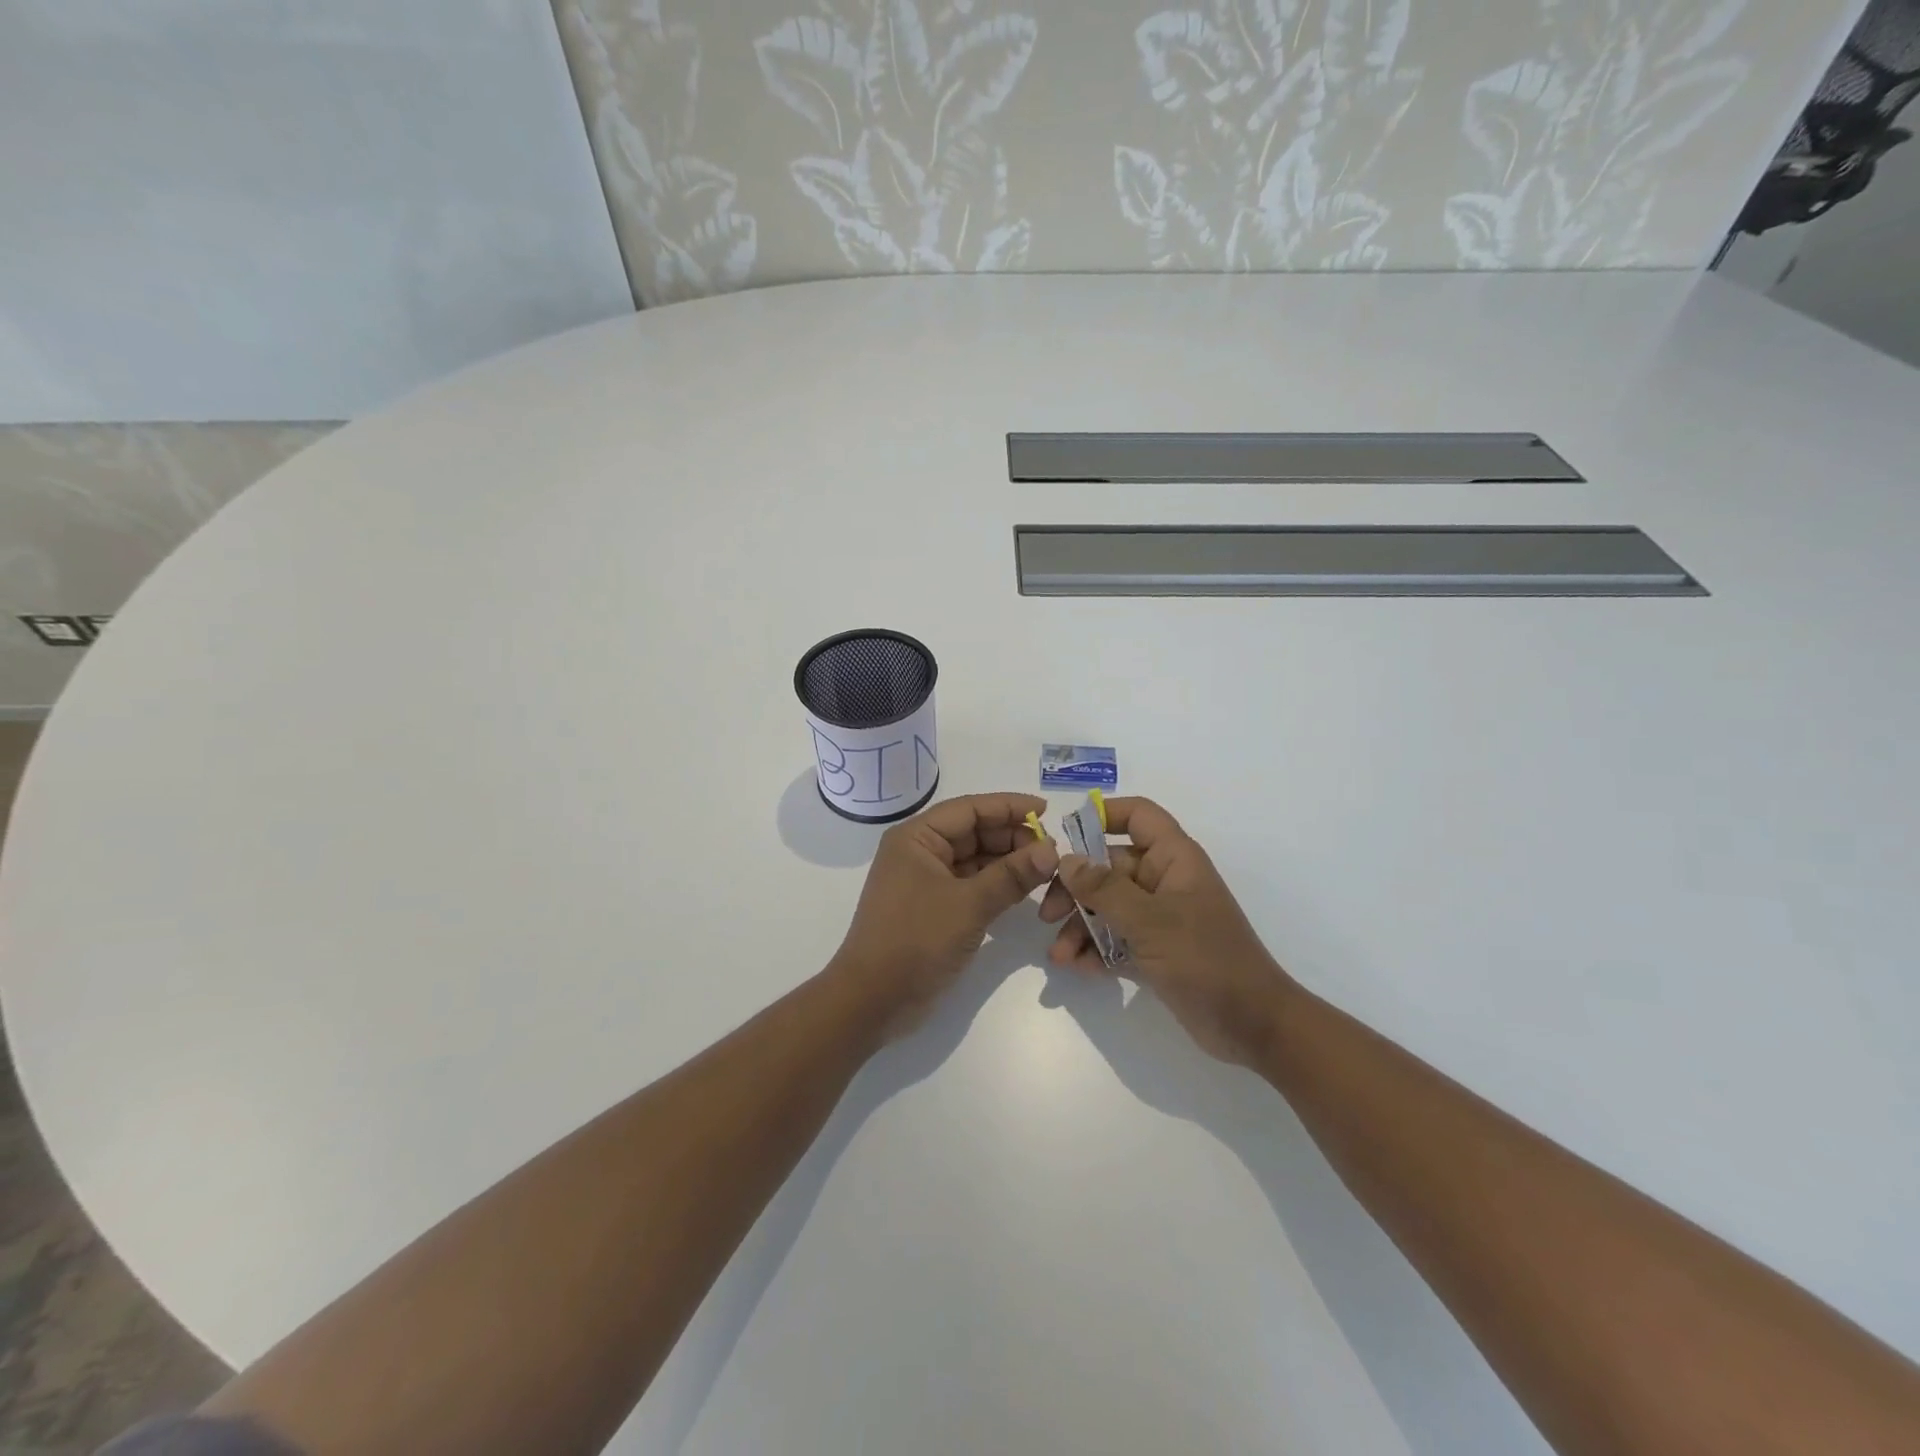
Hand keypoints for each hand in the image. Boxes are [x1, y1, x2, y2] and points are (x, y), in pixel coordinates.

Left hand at [831, 792, 1059, 1039]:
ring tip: (1045, 869)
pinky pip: (970, 885)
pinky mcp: (933, 909)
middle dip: (1011, 837)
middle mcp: (919, 852)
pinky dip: (996, 885)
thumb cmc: (916, 940)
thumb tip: (1052, 850)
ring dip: (1007, 863)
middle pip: (973, 832)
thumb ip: (1012, 875)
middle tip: (1052, 850)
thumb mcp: (969, 904)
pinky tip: (1024, 891)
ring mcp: (925, 882)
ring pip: (974, 860)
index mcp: (916, 838)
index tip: (1046, 810)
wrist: (873, 1000)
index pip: (969, 809)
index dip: (1008, 807)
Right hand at [1040, 797, 1293, 1066]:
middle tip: (1047, 915)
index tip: (1065, 835)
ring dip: (1079, 927)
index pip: (1138, 816)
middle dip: (1076, 889)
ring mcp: (1159, 918)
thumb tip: (1067, 860)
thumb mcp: (1150, 921)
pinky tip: (1076, 968)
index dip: (1103, 816)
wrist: (1254, 1026)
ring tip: (1058, 956)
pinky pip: (1115, 940)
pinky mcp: (1155, 952)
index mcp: (1174, 859)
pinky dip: (1094, 951)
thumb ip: (1104, 889)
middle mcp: (1165, 882)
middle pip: (1109, 867)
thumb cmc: (1206, 959)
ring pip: (1107, 907)